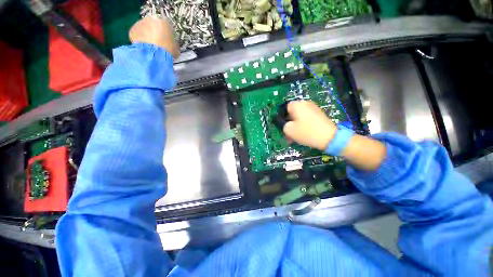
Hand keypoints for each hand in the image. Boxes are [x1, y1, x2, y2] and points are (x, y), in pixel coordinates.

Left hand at [129, 16, 179, 58]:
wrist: (154, 53)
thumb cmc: (168, 49)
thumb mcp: (175, 48)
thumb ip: (174, 44)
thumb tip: (173, 46)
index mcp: (164, 21)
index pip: (167, 27)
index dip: (167, 35)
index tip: (168, 42)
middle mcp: (151, 19)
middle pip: (154, 26)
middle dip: (155, 34)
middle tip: (158, 44)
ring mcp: (140, 23)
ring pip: (145, 30)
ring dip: (147, 36)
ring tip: (151, 48)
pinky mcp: (132, 30)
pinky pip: (137, 35)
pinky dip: (140, 41)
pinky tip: (144, 49)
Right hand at [283, 100, 336, 150]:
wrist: (329, 137)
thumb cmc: (306, 132)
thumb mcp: (288, 130)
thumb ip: (282, 124)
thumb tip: (283, 123)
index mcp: (297, 105)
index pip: (284, 108)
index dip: (281, 118)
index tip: (282, 127)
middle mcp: (305, 103)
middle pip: (292, 113)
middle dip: (289, 123)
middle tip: (288, 134)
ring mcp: (313, 108)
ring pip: (299, 117)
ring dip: (295, 126)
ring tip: (294, 137)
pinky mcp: (319, 114)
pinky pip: (306, 119)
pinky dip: (303, 125)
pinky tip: (302, 134)